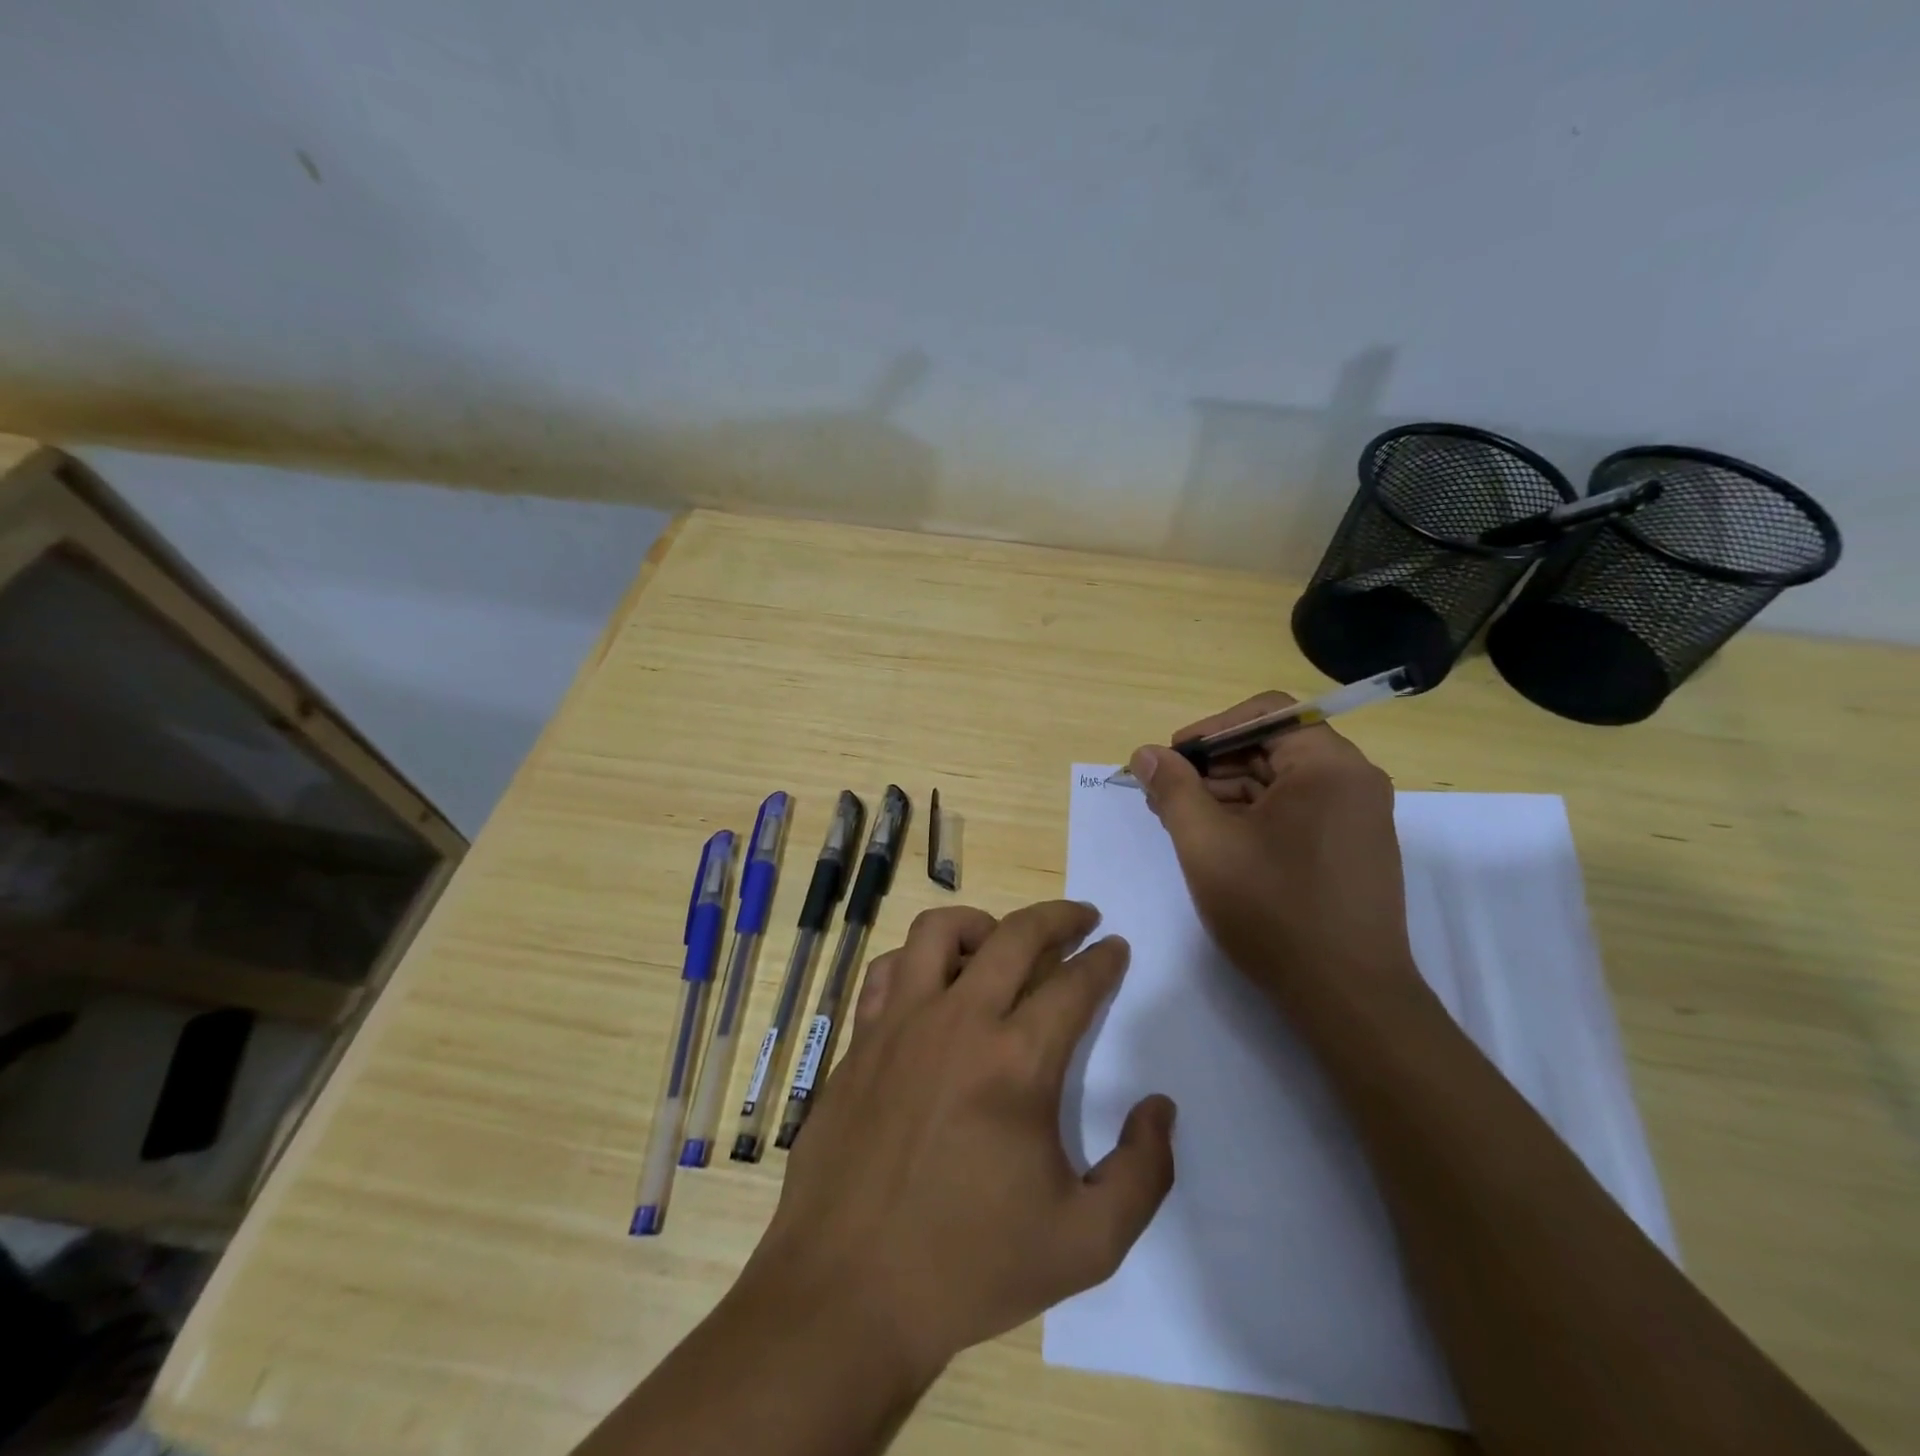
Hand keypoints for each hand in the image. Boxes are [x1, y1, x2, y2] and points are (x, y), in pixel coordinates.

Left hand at [744, 902, 1175, 1385]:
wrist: (847, 1293)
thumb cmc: (970, 1268)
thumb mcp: (1087, 1244)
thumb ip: (1144, 1172)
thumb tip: (1159, 1106)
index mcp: (1017, 1063)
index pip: (1074, 984)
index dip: (1104, 960)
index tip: (1116, 948)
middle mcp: (958, 1022)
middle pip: (1016, 935)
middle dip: (1059, 917)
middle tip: (1083, 917)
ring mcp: (900, 1024)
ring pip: (940, 930)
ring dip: (982, 924)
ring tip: (1002, 941)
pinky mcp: (860, 1039)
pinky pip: (888, 970)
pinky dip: (917, 960)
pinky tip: (932, 983)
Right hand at [1128, 694, 1423, 1013]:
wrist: (1347, 998)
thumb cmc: (1274, 910)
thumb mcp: (1207, 844)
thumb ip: (1173, 789)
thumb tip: (1146, 753)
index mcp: (1328, 765)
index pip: (1264, 713)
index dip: (1209, 730)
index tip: (1171, 760)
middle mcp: (1353, 780)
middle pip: (1271, 746)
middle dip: (1212, 765)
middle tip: (1164, 794)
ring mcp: (1357, 816)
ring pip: (1280, 782)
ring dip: (1227, 792)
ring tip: (1181, 821)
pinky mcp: (1352, 848)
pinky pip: (1295, 811)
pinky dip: (1253, 817)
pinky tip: (1216, 842)